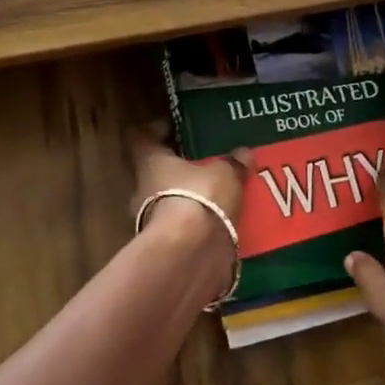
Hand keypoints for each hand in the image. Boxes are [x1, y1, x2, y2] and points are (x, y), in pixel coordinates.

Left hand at [127, 127, 252, 296]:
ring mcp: (150, 223)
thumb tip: (244, 153)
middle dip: (178, 170)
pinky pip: (182, 230)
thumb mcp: (225, 174)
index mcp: (149, 163)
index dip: (154, 131)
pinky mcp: (166, 249)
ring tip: (220, 197)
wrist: (190, 256)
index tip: (173, 128)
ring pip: (168, 203)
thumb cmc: (200, 198)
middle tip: (206, 165)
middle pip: (155, 173)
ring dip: (189, 201)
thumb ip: (233, 163)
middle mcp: (142, 190)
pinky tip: (222, 224)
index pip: (140, 138)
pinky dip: (197, 226)